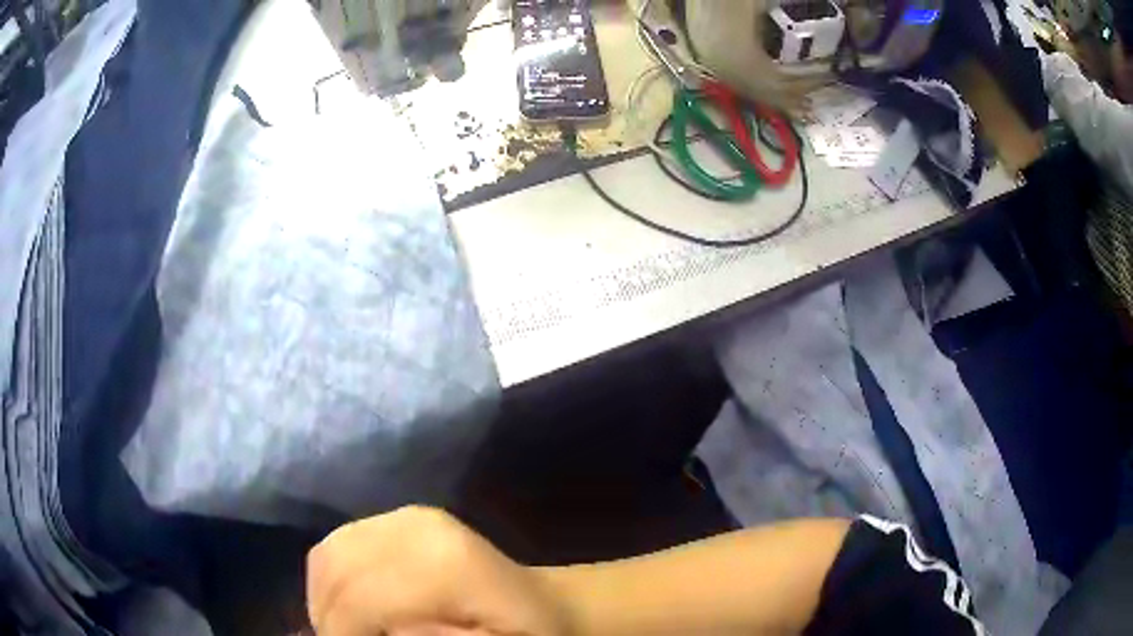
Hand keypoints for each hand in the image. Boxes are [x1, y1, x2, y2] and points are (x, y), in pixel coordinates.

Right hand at [307, 506, 569, 635]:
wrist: (542, 603)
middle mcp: (416, 527)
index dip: (342, 632)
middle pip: (336, 573)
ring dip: (325, 600)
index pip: (357, 600)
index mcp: (444, 565)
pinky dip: (331, 581)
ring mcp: (404, 515)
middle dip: (329, 617)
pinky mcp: (396, 516)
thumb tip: (387, 629)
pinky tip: (353, 607)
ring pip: (328, 558)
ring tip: (351, 630)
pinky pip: (338, 546)